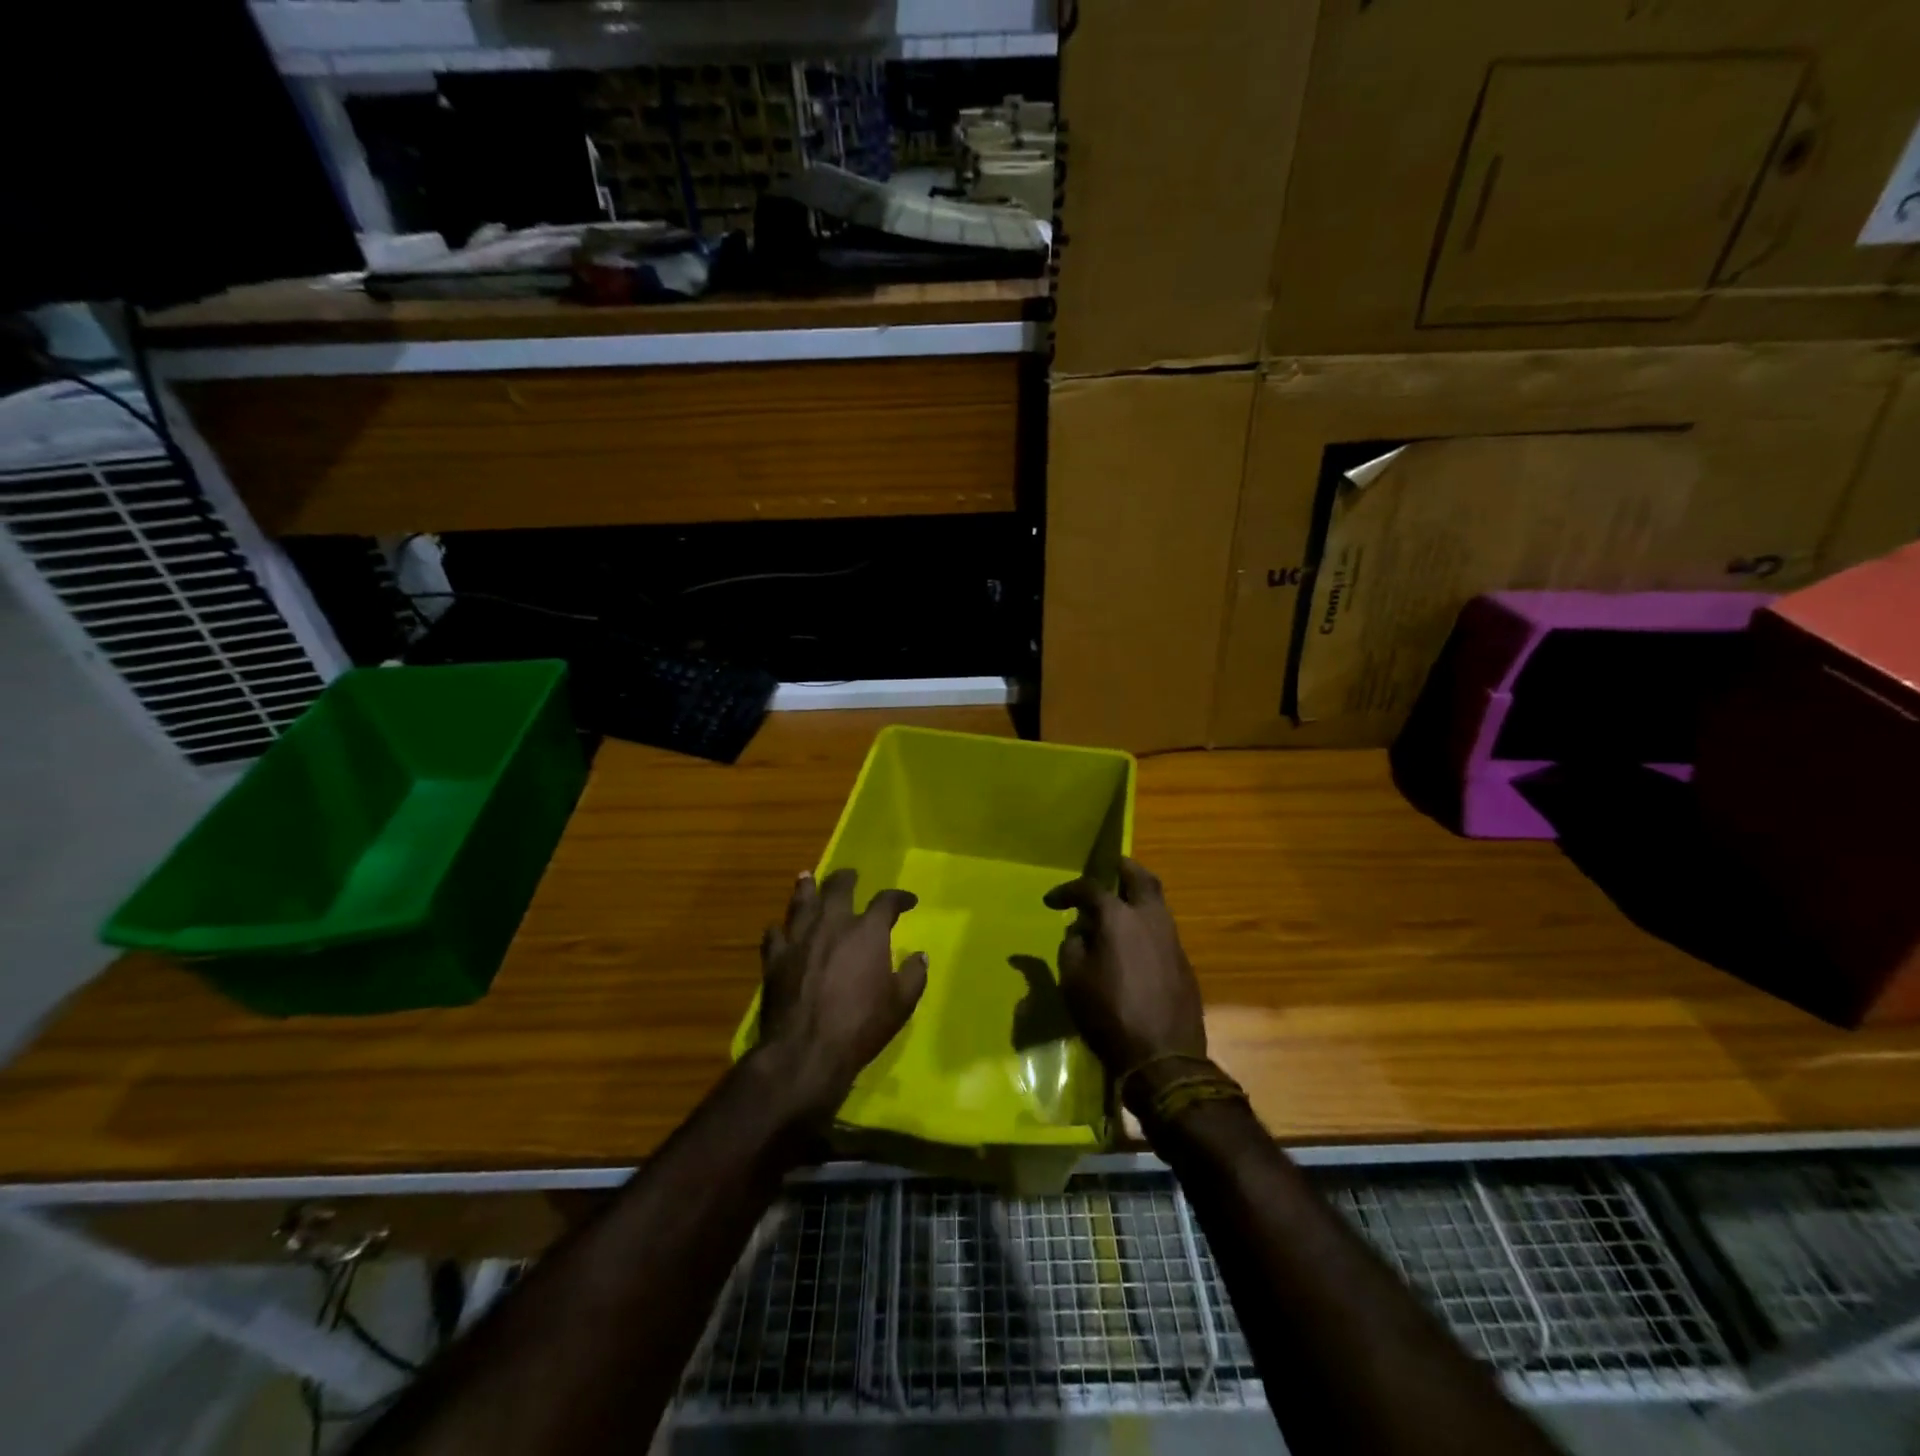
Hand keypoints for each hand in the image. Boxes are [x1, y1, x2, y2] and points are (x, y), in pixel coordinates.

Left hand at [755, 868, 927, 1126]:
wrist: (806, 1050)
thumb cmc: (860, 1026)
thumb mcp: (900, 1005)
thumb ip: (913, 976)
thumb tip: (920, 956)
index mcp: (867, 931)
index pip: (886, 901)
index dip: (899, 897)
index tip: (908, 901)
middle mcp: (832, 924)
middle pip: (838, 888)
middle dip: (847, 878)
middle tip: (851, 876)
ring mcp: (799, 938)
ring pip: (802, 901)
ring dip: (807, 888)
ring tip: (808, 878)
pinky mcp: (774, 958)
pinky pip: (774, 934)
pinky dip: (780, 928)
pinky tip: (780, 929)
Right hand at [1045, 858, 1205, 1083]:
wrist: (1163, 1058)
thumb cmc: (1108, 1015)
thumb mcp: (1073, 981)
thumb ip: (1072, 946)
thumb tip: (1081, 931)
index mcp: (1119, 918)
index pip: (1090, 889)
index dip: (1068, 891)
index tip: (1052, 902)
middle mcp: (1150, 919)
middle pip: (1141, 878)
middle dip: (1123, 869)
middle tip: (1108, 868)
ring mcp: (1172, 940)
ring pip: (1157, 903)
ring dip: (1137, 896)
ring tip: (1118, 906)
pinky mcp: (1183, 962)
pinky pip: (1163, 929)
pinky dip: (1146, 923)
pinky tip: (1132, 942)